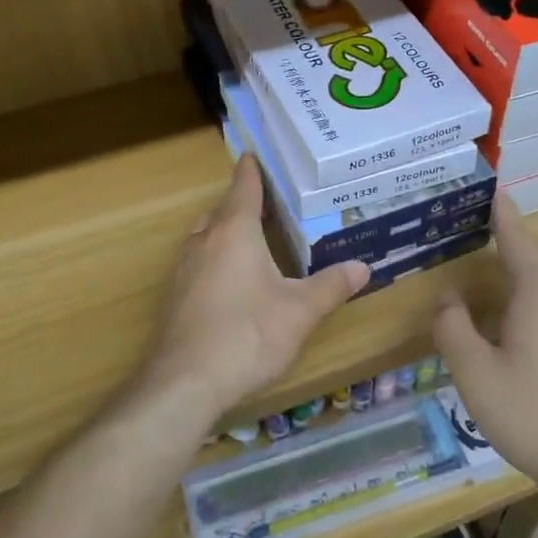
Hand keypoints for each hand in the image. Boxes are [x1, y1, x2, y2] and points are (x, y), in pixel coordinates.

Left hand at [141, 155, 368, 420]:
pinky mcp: (174, 298)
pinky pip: (197, 264)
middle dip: (241, 204)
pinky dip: (214, 260)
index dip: (252, 170)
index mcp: (234, 233)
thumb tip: (363, 266)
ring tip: (252, 241)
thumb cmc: (247, 335)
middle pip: (222, 211)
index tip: (255, 154)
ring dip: (225, 232)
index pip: (244, 187)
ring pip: (205, 237)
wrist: (185, 383)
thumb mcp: (300, 312)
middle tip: (269, 205)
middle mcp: (204, 242)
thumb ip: (331, 286)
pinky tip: (231, 284)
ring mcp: (183, 270)